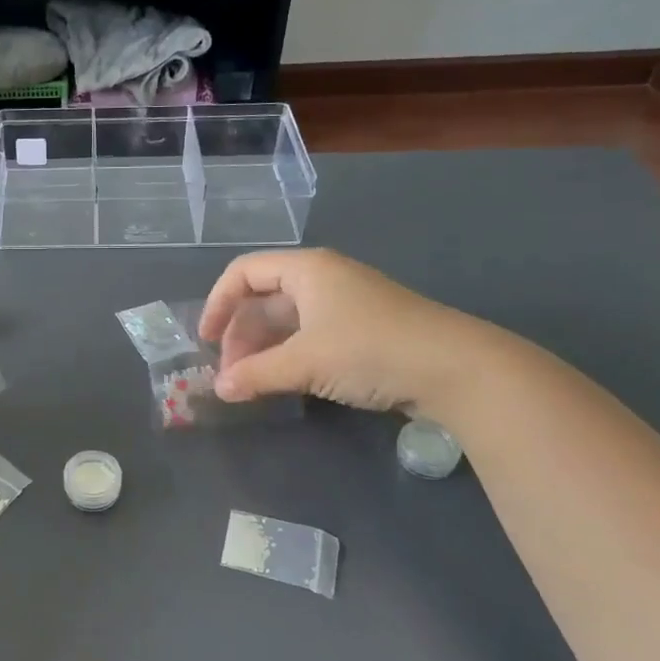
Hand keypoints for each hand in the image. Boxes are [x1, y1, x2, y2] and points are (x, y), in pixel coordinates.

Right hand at [199, 249, 488, 411]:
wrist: (454, 368)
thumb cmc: (369, 349)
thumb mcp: (305, 362)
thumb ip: (256, 374)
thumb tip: (219, 390)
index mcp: (306, 270)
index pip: (243, 273)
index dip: (218, 304)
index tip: (205, 341)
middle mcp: (323, 279)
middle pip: (264, 299)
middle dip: (240, 335)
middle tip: (230, 373)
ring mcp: (345, 304)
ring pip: (287, 321)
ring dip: (263, 350)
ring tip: (251, 383)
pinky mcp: (362, 330)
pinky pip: (310, 336)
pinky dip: (289, 356)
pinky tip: (284, 383)